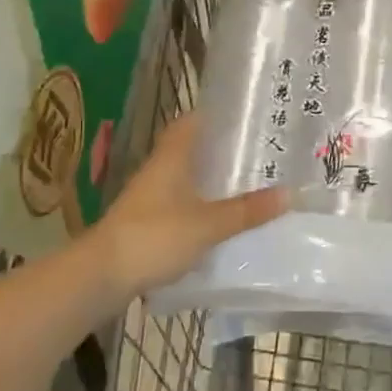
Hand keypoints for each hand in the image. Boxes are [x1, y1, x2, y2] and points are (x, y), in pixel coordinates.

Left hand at [91, 115, 286, 303]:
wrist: (101, 275)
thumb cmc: (155, 236)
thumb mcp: (209, 224)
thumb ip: (247, 210)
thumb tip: (290, 193)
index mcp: (172, 158)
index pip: (191, 122)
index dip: (214, 115)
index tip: (244, 115)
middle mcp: (159, 171)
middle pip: (191, 150)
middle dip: (220, 150)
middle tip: (257, 151)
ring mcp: (149, 198)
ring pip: (185, 178)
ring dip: (210, 180)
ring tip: (247, 183)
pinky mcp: (146, 224)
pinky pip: (180, 205)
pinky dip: (200, 206)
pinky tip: (220, 219)